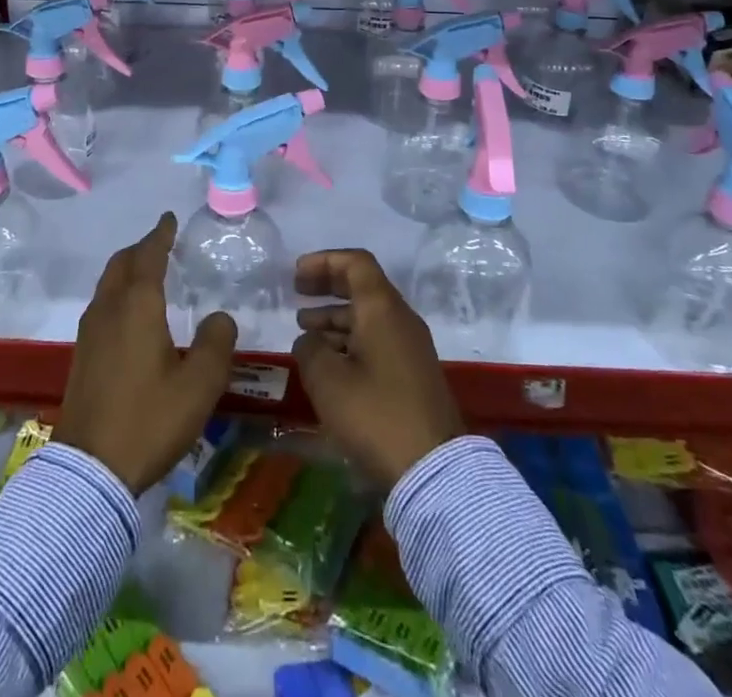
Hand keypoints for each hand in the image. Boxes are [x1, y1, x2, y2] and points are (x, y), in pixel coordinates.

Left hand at [55, 212, 237, 493]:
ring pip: (107, 285)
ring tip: (146, 274)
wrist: (90, 471)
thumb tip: (220, 317)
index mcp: (138, 306)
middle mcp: (109, 310)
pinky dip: (118, 294)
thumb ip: (216, 343)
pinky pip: (102, 306)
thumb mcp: (200, 384)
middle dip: (140, 249)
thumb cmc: (150, 419)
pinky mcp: (82, 356)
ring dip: (126, 271)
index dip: (160, 235)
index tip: (169, 219)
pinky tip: (130, 316)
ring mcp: (90, 333)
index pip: (149, 256)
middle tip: (160, 243)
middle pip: (121, 265)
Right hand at [292, 249, 463, 488]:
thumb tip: (309, 339)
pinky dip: (350, 339)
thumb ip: (310, 349)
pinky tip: (328, 361)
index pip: (356, 263)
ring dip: (335, 317)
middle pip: (362, 286)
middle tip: (297, 292)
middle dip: (327, 285)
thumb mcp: (328, 380)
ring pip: (369, 316)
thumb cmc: (376, 415)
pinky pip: (377, 340)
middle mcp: (400, 319)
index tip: (297, 274)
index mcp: (382, 308)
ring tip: (304, 330)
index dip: (324, 261)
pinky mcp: (413, 373)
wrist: (434, 470)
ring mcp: (410, 347)